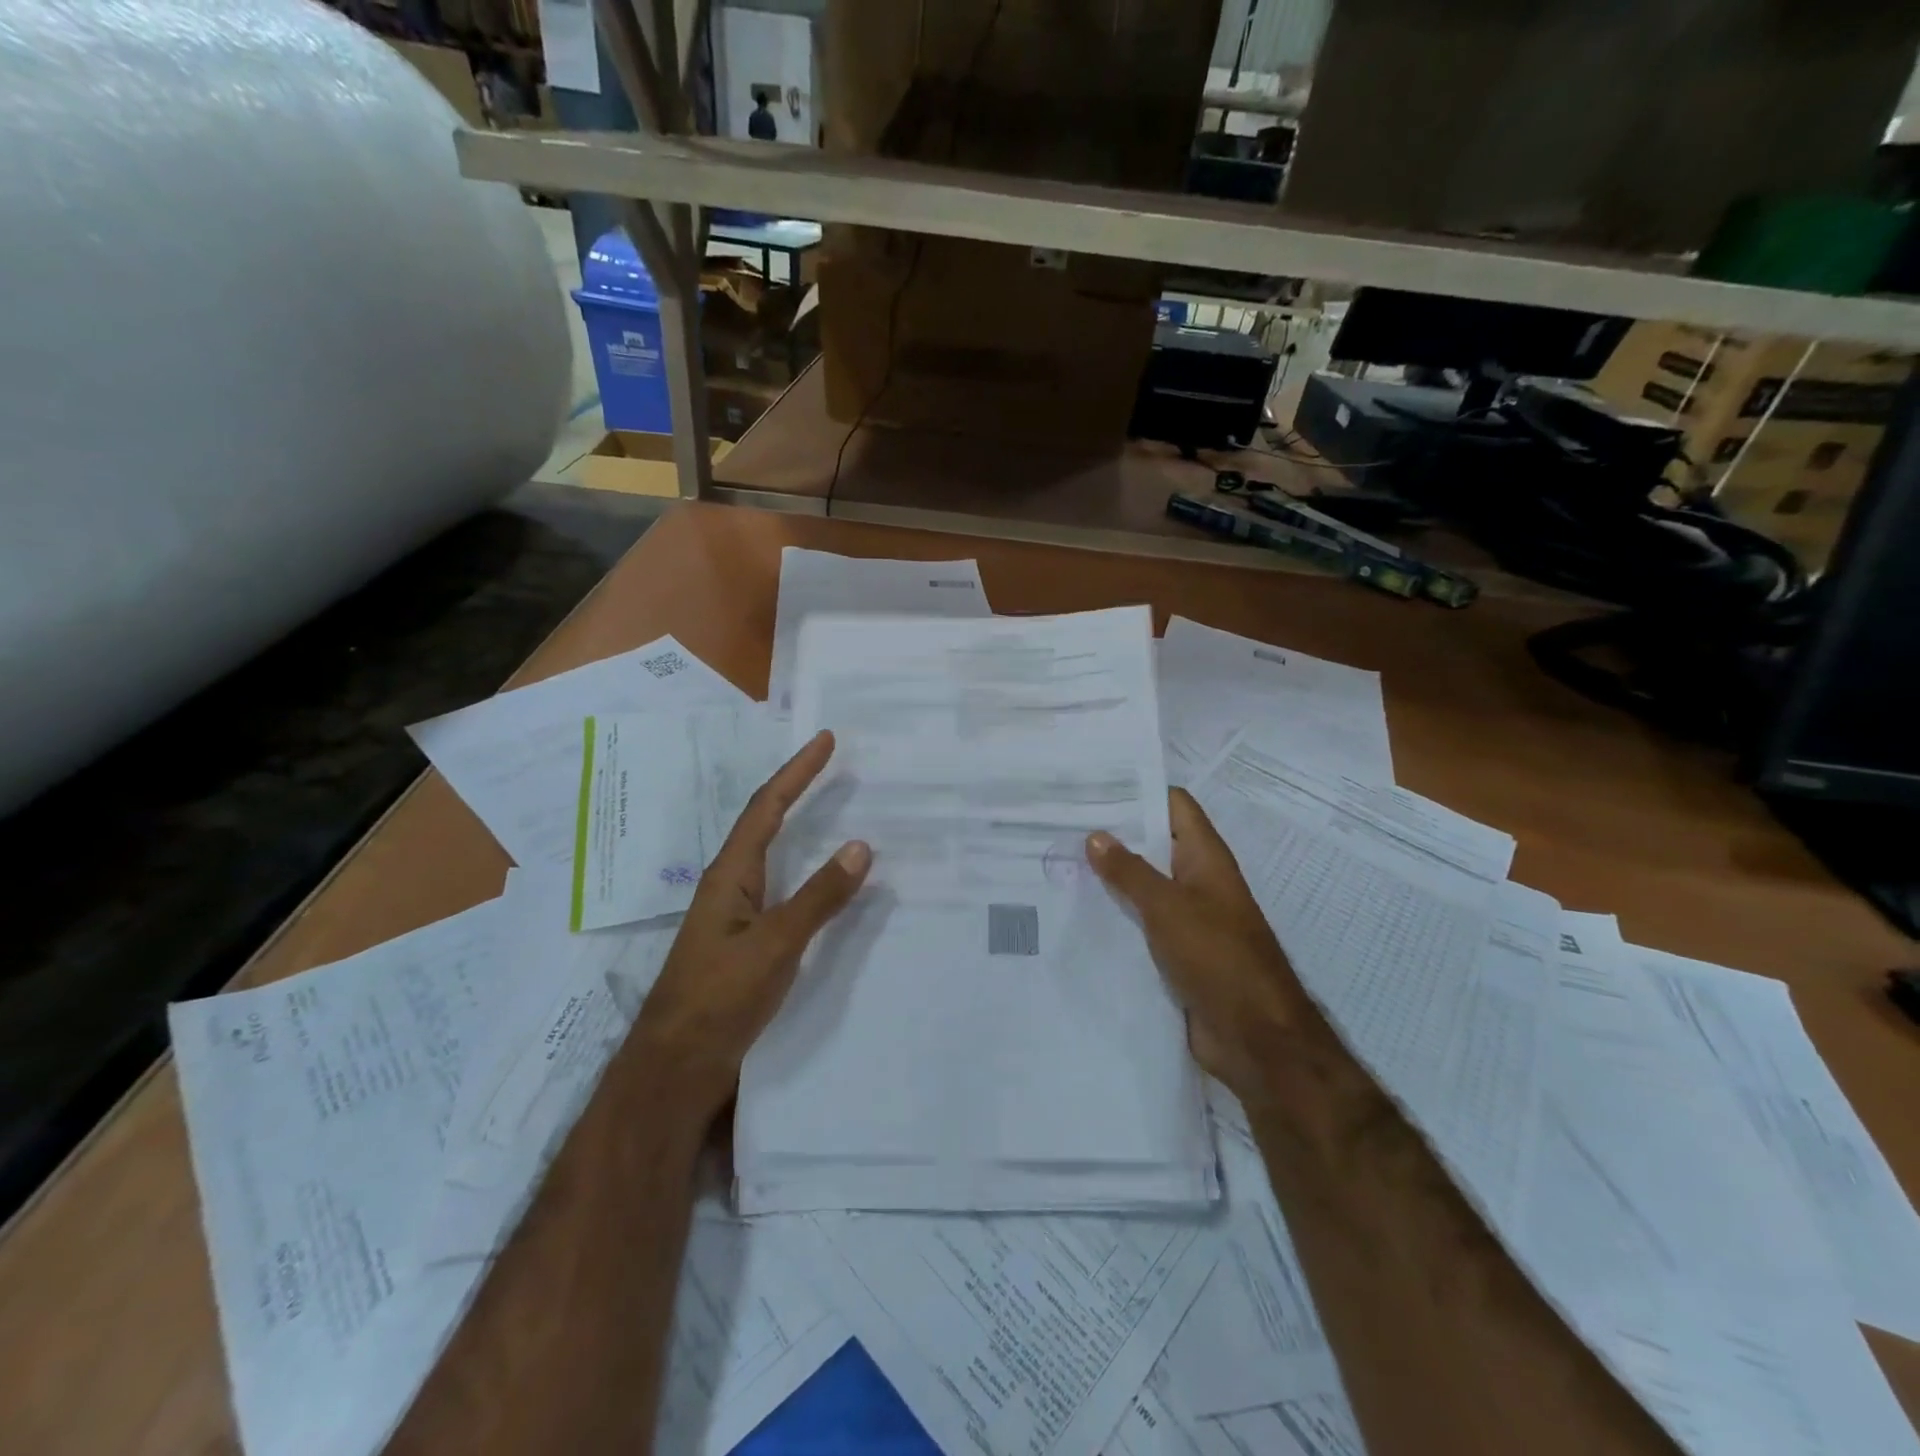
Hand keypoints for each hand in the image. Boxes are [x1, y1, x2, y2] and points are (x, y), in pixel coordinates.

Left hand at [634, 730, 870, 1119]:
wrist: (677, 1067)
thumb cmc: (720, 998)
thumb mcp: (775, 944)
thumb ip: (818, 897)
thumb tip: (860, 845)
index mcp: (730, 874)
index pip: (767, 807)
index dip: (797, 771)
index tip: (826, 739)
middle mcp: (731, 884)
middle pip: (766, 822)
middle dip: (798, 789)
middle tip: (834, 764)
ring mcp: (737, 913)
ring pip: (774, 855)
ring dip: (802, 826)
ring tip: (836, 809)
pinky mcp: (746, 941)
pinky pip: (782, 887)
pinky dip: (808, 871)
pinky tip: (825, 881)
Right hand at [1086, 789, 1308, 1102]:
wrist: (1254, 1037)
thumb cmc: (1217, 957)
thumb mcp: (1168, 907)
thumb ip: (1130, 871)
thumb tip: (1096, 835)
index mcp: (1205, 858)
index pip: (1174, 805)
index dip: (1138, 790)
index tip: (1091, 786)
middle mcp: (1197, 881)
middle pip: (1153, 844)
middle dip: (1113, 835)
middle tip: (1060, 824)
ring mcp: (1187, 918)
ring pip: (1143, 886)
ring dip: (1110, 877)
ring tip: (1058, 862)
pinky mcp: (1176, 952)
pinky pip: (1141, 923)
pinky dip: (1115, 915)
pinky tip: (1077, 913)